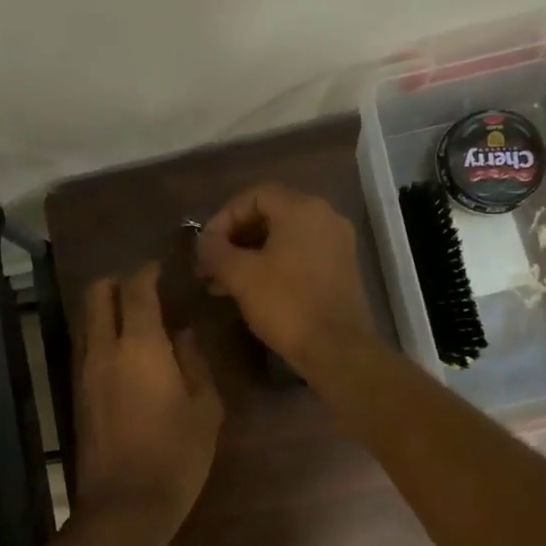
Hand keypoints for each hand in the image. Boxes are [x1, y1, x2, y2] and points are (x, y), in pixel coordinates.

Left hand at [75, 263, 222, 530]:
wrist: (125, 505)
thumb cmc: (176, 455)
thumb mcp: (205, 408)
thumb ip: (194, 361)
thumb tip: (183, 334)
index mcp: (140, 346)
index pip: (135, 288)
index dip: (146, 271)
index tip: (159, 268)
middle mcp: (104, 349)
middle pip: (96, 294)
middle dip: (117, 281)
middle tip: (143, 289)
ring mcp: (83, 370)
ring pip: (86, 319)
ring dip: (105, 307)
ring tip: (134, 318)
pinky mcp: (75, 392)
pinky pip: (84, 345)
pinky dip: (99, 334)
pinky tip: (123, 351)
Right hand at [195, 183, 376, 375]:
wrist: (337, 349)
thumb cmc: (286, 304)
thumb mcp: (240, 275)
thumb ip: (216, 250)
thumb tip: (205, 241)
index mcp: (302, 209)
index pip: (254, 196)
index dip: (224, 217)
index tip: (205, 245)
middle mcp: (325, 218)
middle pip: (270, 216)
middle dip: (234, 239)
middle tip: (209, 265)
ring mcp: (336, 245)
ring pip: (283, 239)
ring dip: (249, 256)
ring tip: (220, 283)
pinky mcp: (340, 271)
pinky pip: (299, 256)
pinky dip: (272, 266)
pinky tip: (249, 291)